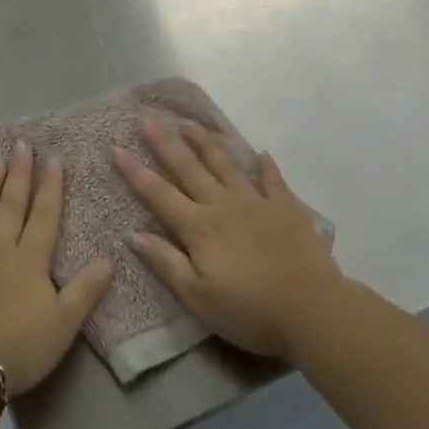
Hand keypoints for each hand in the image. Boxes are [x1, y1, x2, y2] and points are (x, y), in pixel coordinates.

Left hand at [0, 143, 113, 394]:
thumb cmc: (19, 347)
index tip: (52, 157)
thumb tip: (110, 258)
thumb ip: (86, 290)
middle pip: (10, 206)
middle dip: (17, 174)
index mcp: (29, 259)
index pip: (44, 215)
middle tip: (19, 144)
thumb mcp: (64, 323)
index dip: (50, 186)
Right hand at [111, 115, 343, 358]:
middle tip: (147, 117)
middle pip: (188, 167)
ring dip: (205, 141)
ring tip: (189, 122)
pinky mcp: (285, 207)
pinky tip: (261, 152)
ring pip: (225, 163)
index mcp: (198, 226)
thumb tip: (132, 233)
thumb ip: (165, 262)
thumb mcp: (198, 297)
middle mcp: (222, 204)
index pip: (158, 193)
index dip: (134, 171)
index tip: (115, 147)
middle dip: (164, 141)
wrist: (313, 310)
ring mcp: (255, 201)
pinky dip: (265, 164)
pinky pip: (272, 179)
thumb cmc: (250, 311)